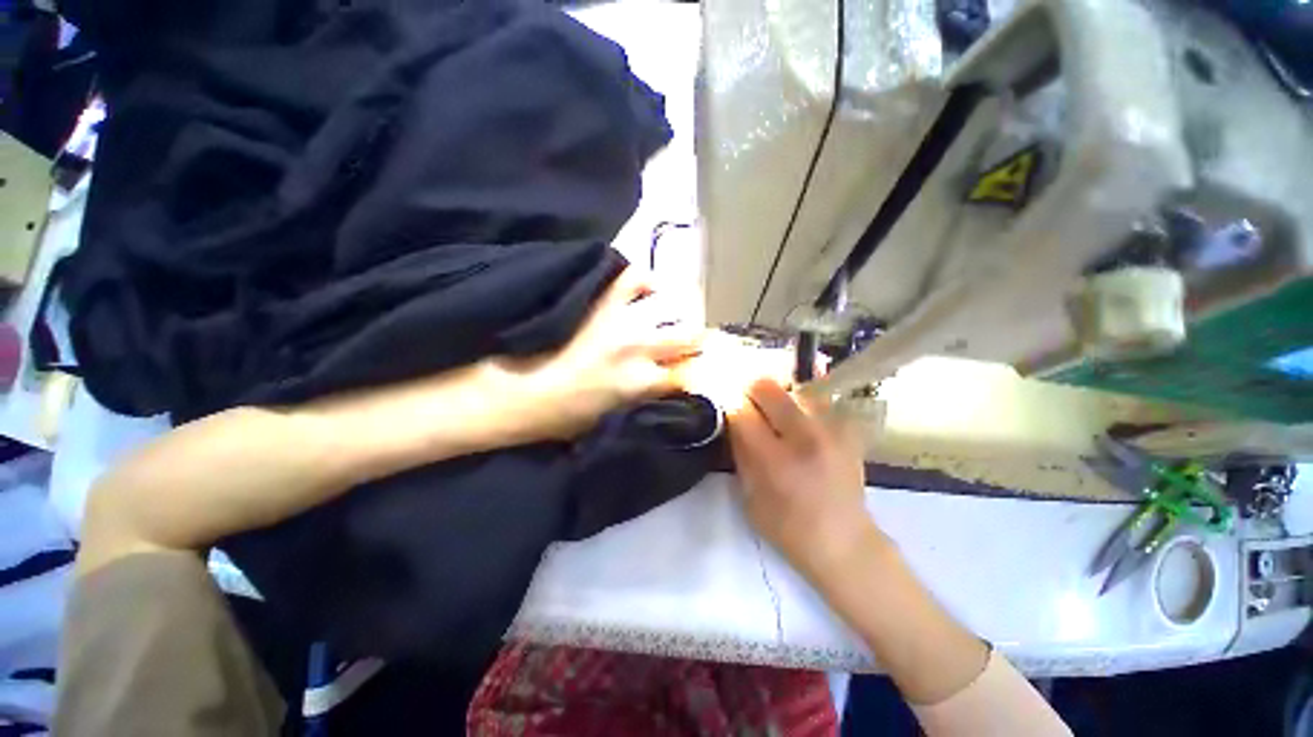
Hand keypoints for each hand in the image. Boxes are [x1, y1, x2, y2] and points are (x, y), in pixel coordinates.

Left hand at [519, 267, 704, 438]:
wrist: (513, 391)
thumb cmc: (558, 417)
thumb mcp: (609, 420)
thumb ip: (641, 401)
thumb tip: (658, 387)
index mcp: (643, 383)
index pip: (688, 374)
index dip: (693, 372)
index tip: (691, 369)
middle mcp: (642, 347)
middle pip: (690, 335)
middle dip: (693, 338)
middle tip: (686, 339)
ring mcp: (622, 318)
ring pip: (672, 304)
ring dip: (675, 311)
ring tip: (668, 312)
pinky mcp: (601, 298)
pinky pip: (634, 276)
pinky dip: (644, 280)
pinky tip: (646, 287)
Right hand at [727, 378, 881, 578]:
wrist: (846, 542)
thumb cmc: (788, 527)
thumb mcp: (749, 497)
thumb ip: (740, 453)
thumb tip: (732, 419)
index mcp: (775, 460)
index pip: (742, 412)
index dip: (730, 405)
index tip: (728, 408)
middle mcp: (804, 437)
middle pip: (768, 387)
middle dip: (750, 390)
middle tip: (748, 403)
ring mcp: (830, 430)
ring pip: (793, 388)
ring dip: (778, 397)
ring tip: (775, 414)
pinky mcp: (847, 430)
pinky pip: (817, 402)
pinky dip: (802, 406)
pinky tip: (800, 422)